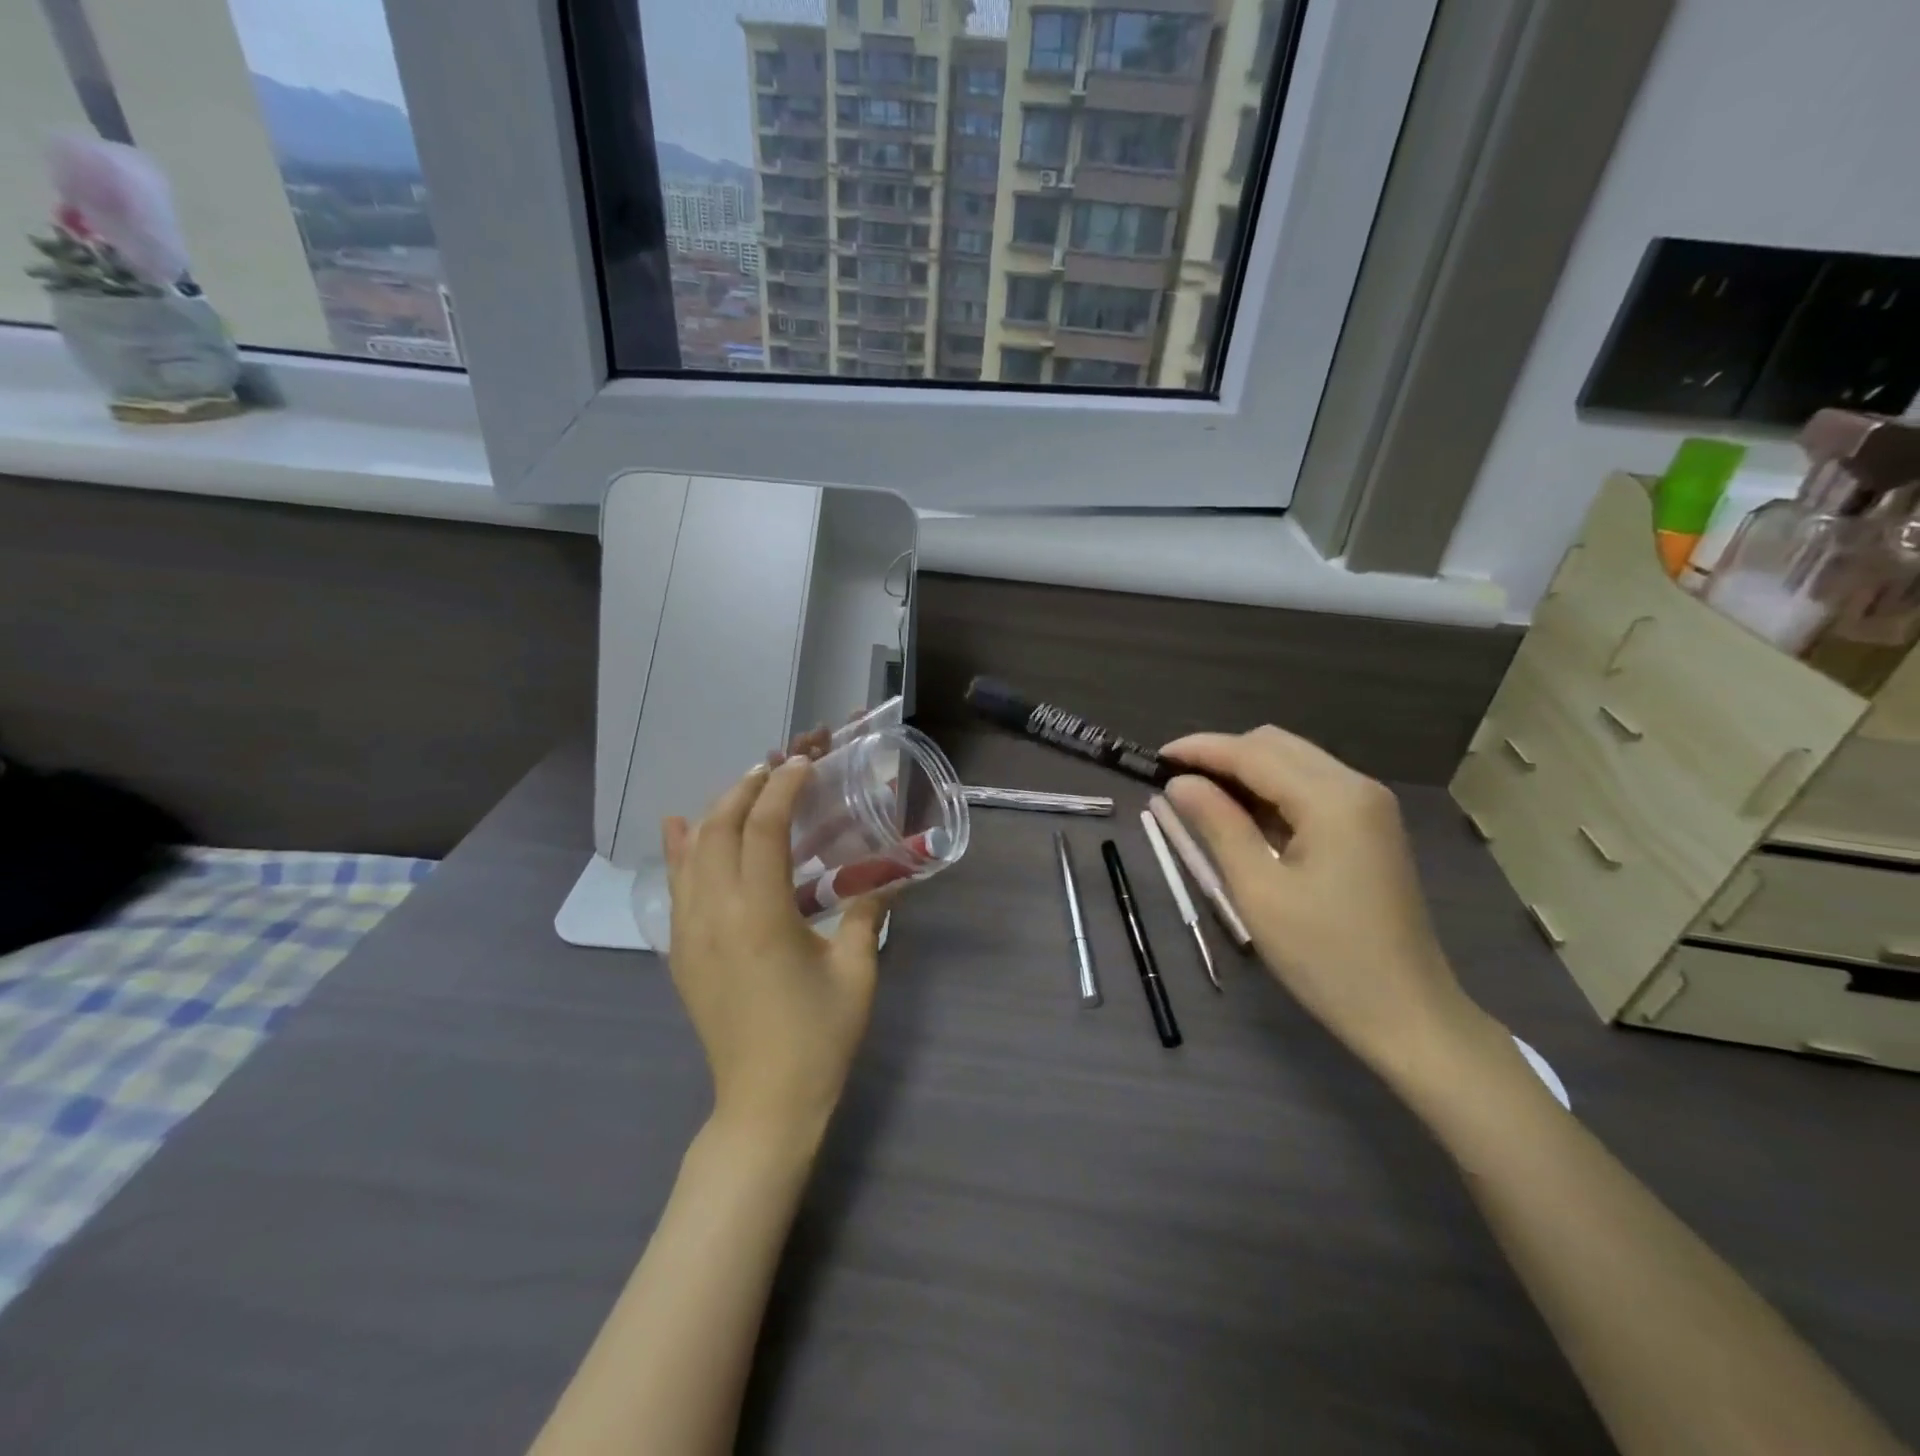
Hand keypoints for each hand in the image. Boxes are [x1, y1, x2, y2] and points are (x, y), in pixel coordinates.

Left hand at [662, 758, 887, 1144]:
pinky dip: (679, 851)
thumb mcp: (856, 971)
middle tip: (775, 770)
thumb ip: (865, 915)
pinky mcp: (679, 954)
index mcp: (760, 914)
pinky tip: (680, 829)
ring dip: (716, 813)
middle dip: (746, 789)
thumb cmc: (818, 1037)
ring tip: (742, 792)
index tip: (803, 764)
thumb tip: (881, 882)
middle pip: (720, 829)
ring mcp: (688, 935)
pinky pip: (674, 888)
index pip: (764, 828)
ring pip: (690, 853)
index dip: (783, 787)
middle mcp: (714, 914)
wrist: (765, 1103)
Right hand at [1163, 727, 1495, 1078]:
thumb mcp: (1258, 890)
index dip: (1200, 750)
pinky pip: (1310, 789)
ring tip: (1199, 798)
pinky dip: (1270, 793)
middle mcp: (1357, 787)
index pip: (1253, 753)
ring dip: (1245, 772)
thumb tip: (1179, 783)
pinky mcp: (1369, 827)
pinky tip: (1241, 817)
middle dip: (1222, 755)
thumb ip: (1217, 825)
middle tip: (1176, 782)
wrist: (1406, 1014)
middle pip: (1275, 746)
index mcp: (1333, 799)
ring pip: (1293, 763)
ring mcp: (1368, 806)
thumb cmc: (1325, 956)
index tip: (1155, 758)